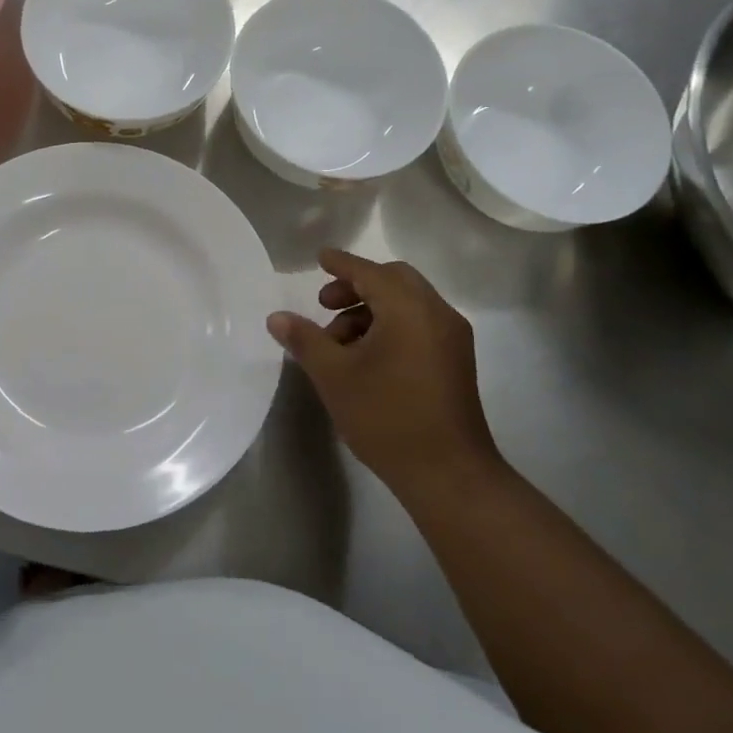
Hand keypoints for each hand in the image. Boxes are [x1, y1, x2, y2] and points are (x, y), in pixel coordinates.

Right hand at [267, 249, 501, 499]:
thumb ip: (304, 340)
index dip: (341, 264)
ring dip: (371, 309)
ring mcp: (452, 338)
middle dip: (356, 286)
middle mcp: (437, 314)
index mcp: (409, 309)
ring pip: (408, 303)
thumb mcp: (334, 376)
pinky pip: (420, 323)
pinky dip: (391, 324)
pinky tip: (367, 357)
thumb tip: (276, 317)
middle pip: (394, 280)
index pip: (369, 272)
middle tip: (325, 305)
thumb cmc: (387, 417)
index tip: (320, 258)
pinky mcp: (456, 361)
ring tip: (339, 343)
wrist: (448, 474)